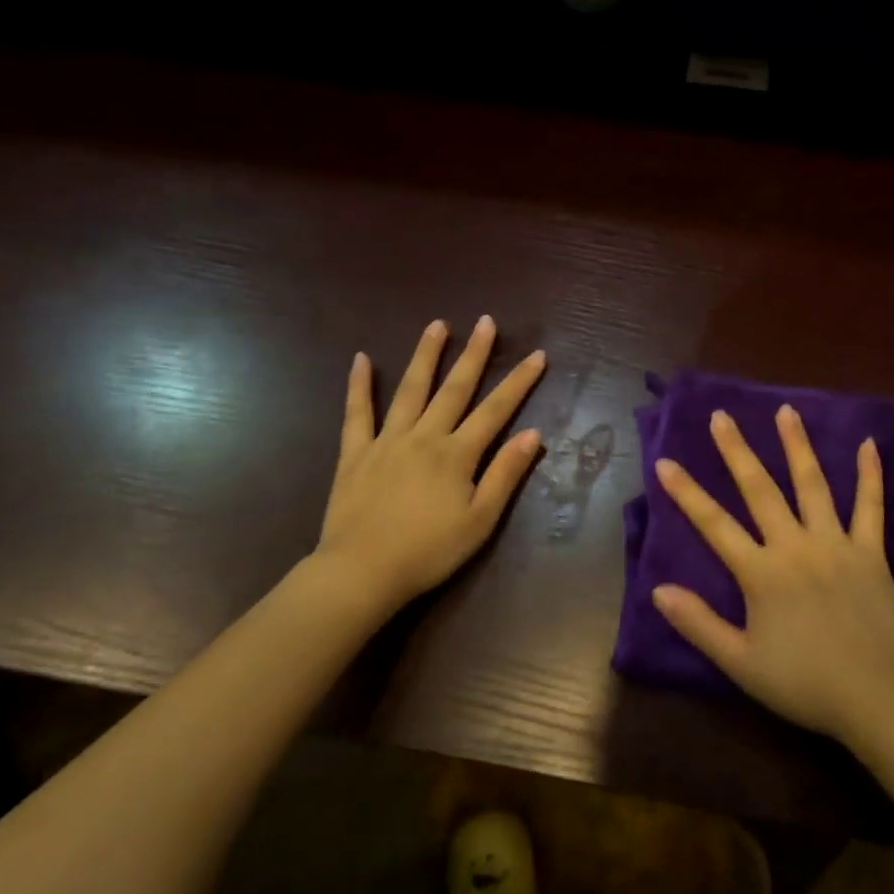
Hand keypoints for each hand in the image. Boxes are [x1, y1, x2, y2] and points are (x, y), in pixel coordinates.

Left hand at [312, 317, 544, 613]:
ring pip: (410, 390)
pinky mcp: (356, 453)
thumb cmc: (429, 551)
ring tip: (437, 325)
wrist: (361, 572)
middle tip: (486, 321)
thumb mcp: (480, 520)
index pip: (496, 410)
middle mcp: (425, 436)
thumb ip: (506, 474)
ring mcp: (388, 441)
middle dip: (474, 354)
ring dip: (425, 356)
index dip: (519, 382)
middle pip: (455, 389)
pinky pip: (357, 413)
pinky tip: (362, 359)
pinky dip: (359, 385)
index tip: (537, 355)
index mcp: (457, 454)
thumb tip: (534, 434)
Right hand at [650, 405, 893, 745]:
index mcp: (761, 572)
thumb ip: (699, 624)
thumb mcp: (741, 663)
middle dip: (737, 451)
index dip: (687, 493)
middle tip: (721, 416)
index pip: (714, 524)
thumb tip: (658, 590)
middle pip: (760, 489)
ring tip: (785, 411)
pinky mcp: (871, 551)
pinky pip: (870, 506)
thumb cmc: (805, 684)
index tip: (665, 461)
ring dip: (797, 445)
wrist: (878, 700)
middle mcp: (795, 546)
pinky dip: (870, 474)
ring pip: (813, 484)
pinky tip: (868, 444)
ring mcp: (836, 543)